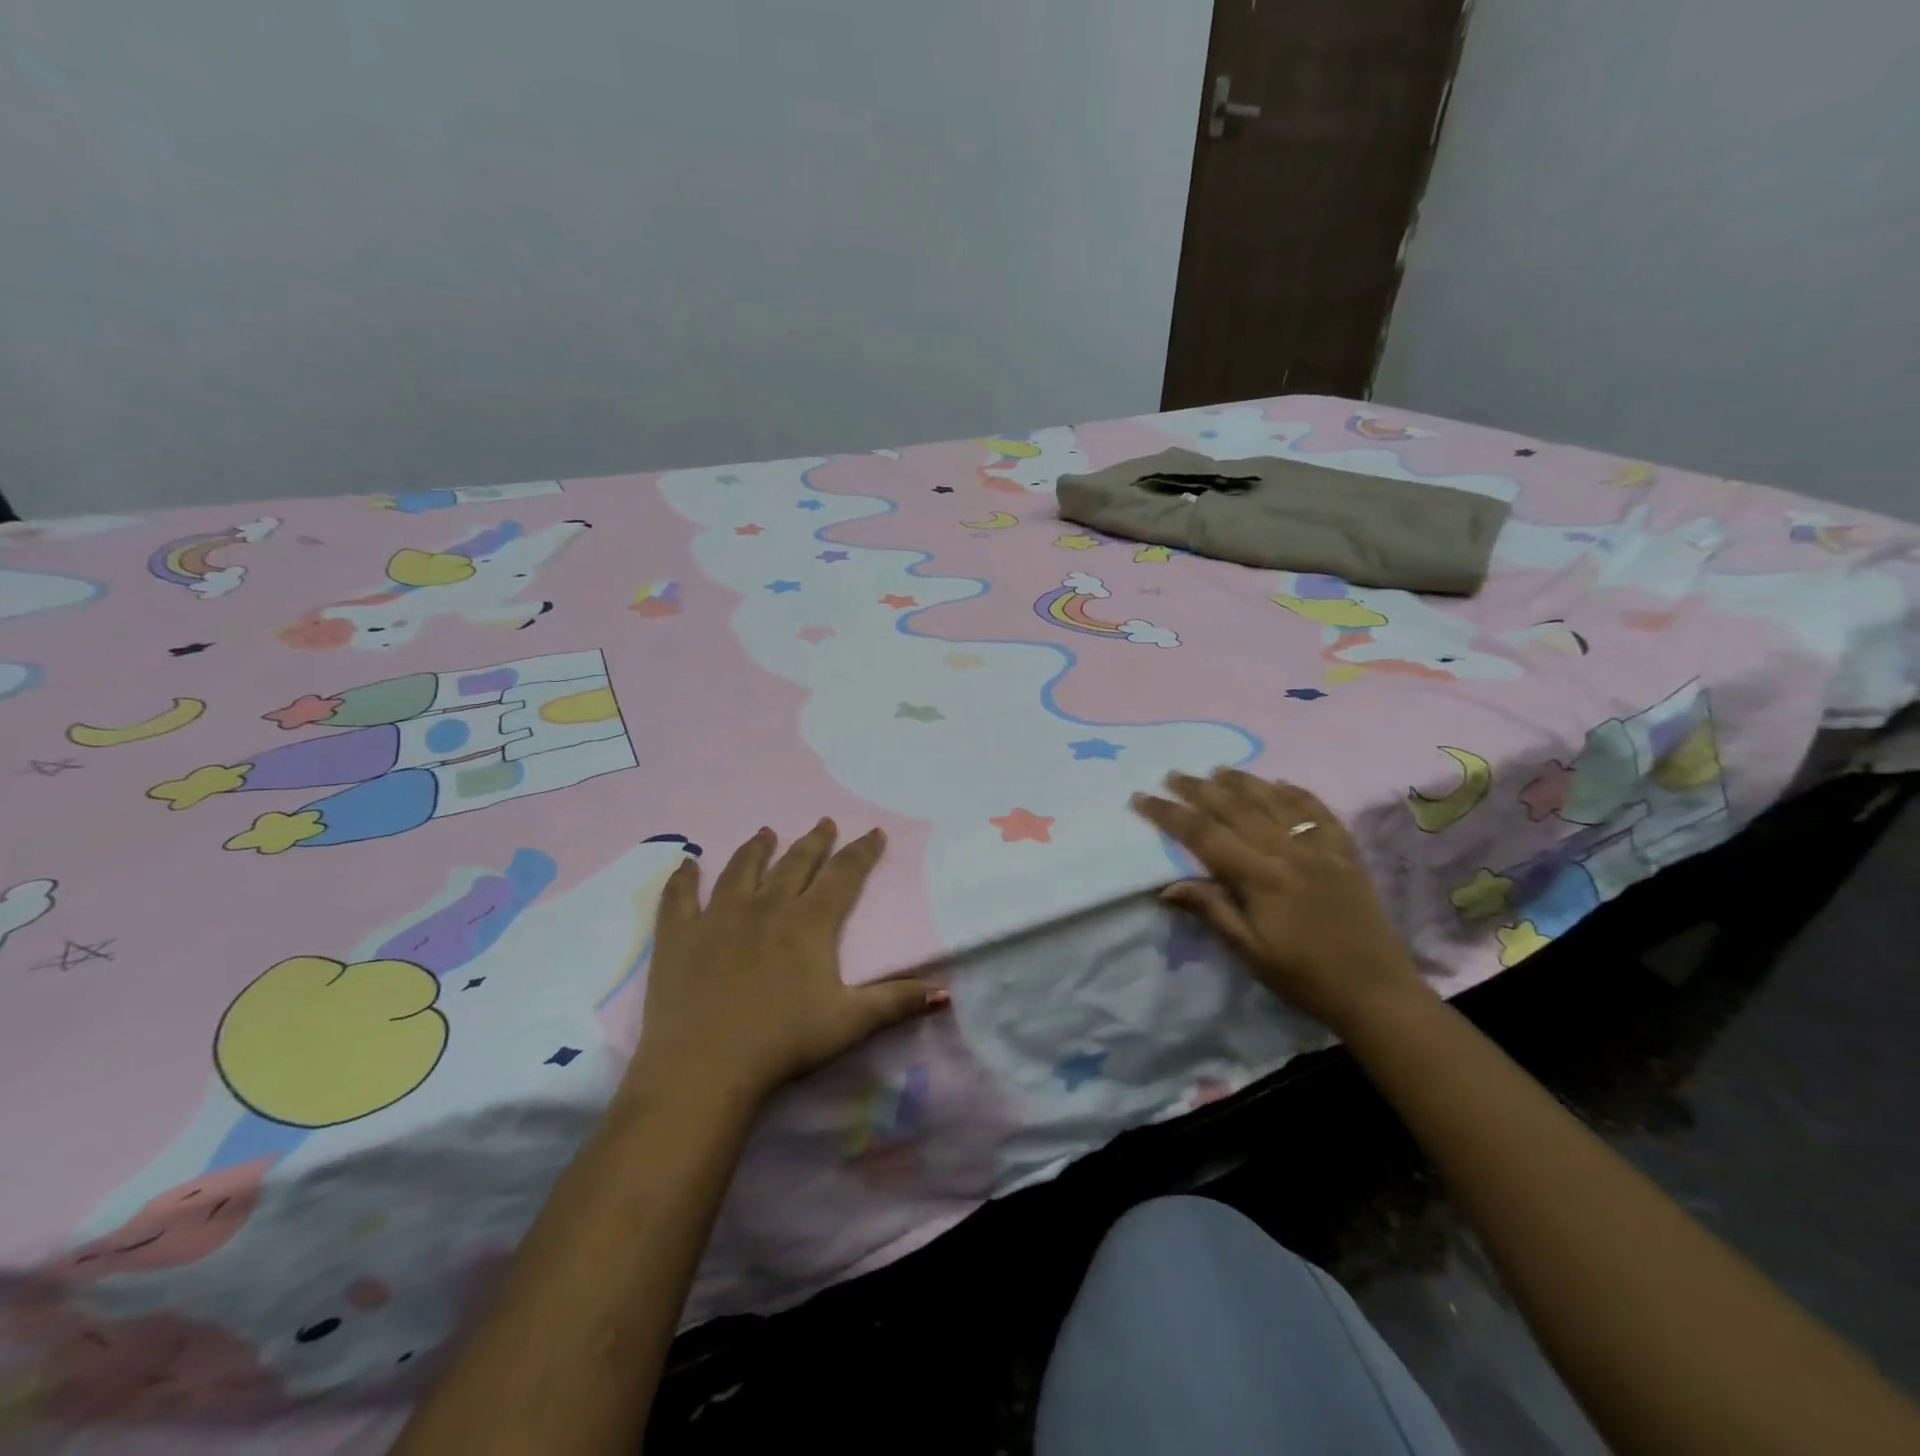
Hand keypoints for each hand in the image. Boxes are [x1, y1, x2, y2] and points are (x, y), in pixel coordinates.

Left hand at [627, 820, 945, 1108]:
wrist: (704, 1067)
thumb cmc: (783, 1043)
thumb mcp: (850, 1023)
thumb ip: (897, 1002)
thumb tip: (945, 992)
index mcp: (809, 923)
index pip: (843, 876)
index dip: (862, 852)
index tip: (873, 832)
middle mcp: (766, 907)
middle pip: (795, 863)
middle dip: (814, 842)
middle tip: (824, 823)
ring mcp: (718, 916)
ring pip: (741, 869)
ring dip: (756, 848)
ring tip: (765, 832)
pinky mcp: (679, 936)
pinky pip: (680, 896)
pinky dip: (683, 877)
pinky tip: (687, 862)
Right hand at [1131, 769, 1432, 1034]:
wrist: (1376, 993)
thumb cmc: (1304, 977)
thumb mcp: (1249, 951)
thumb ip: (1211, 910)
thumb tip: (1167, 885)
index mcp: (1261, 878)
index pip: (1204, 835)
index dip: (1170, 814)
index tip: (1142, 798)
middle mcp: (1289, 852)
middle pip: (1236, 808)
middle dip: (1200, 789)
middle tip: (1173, 775)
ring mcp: (1321, 849)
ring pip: (1275, 801)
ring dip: (1243, 782)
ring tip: (1218, 770)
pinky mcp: (1346, 853)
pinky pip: (1319, 811)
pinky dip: (1297, 793)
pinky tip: (1280, 784)